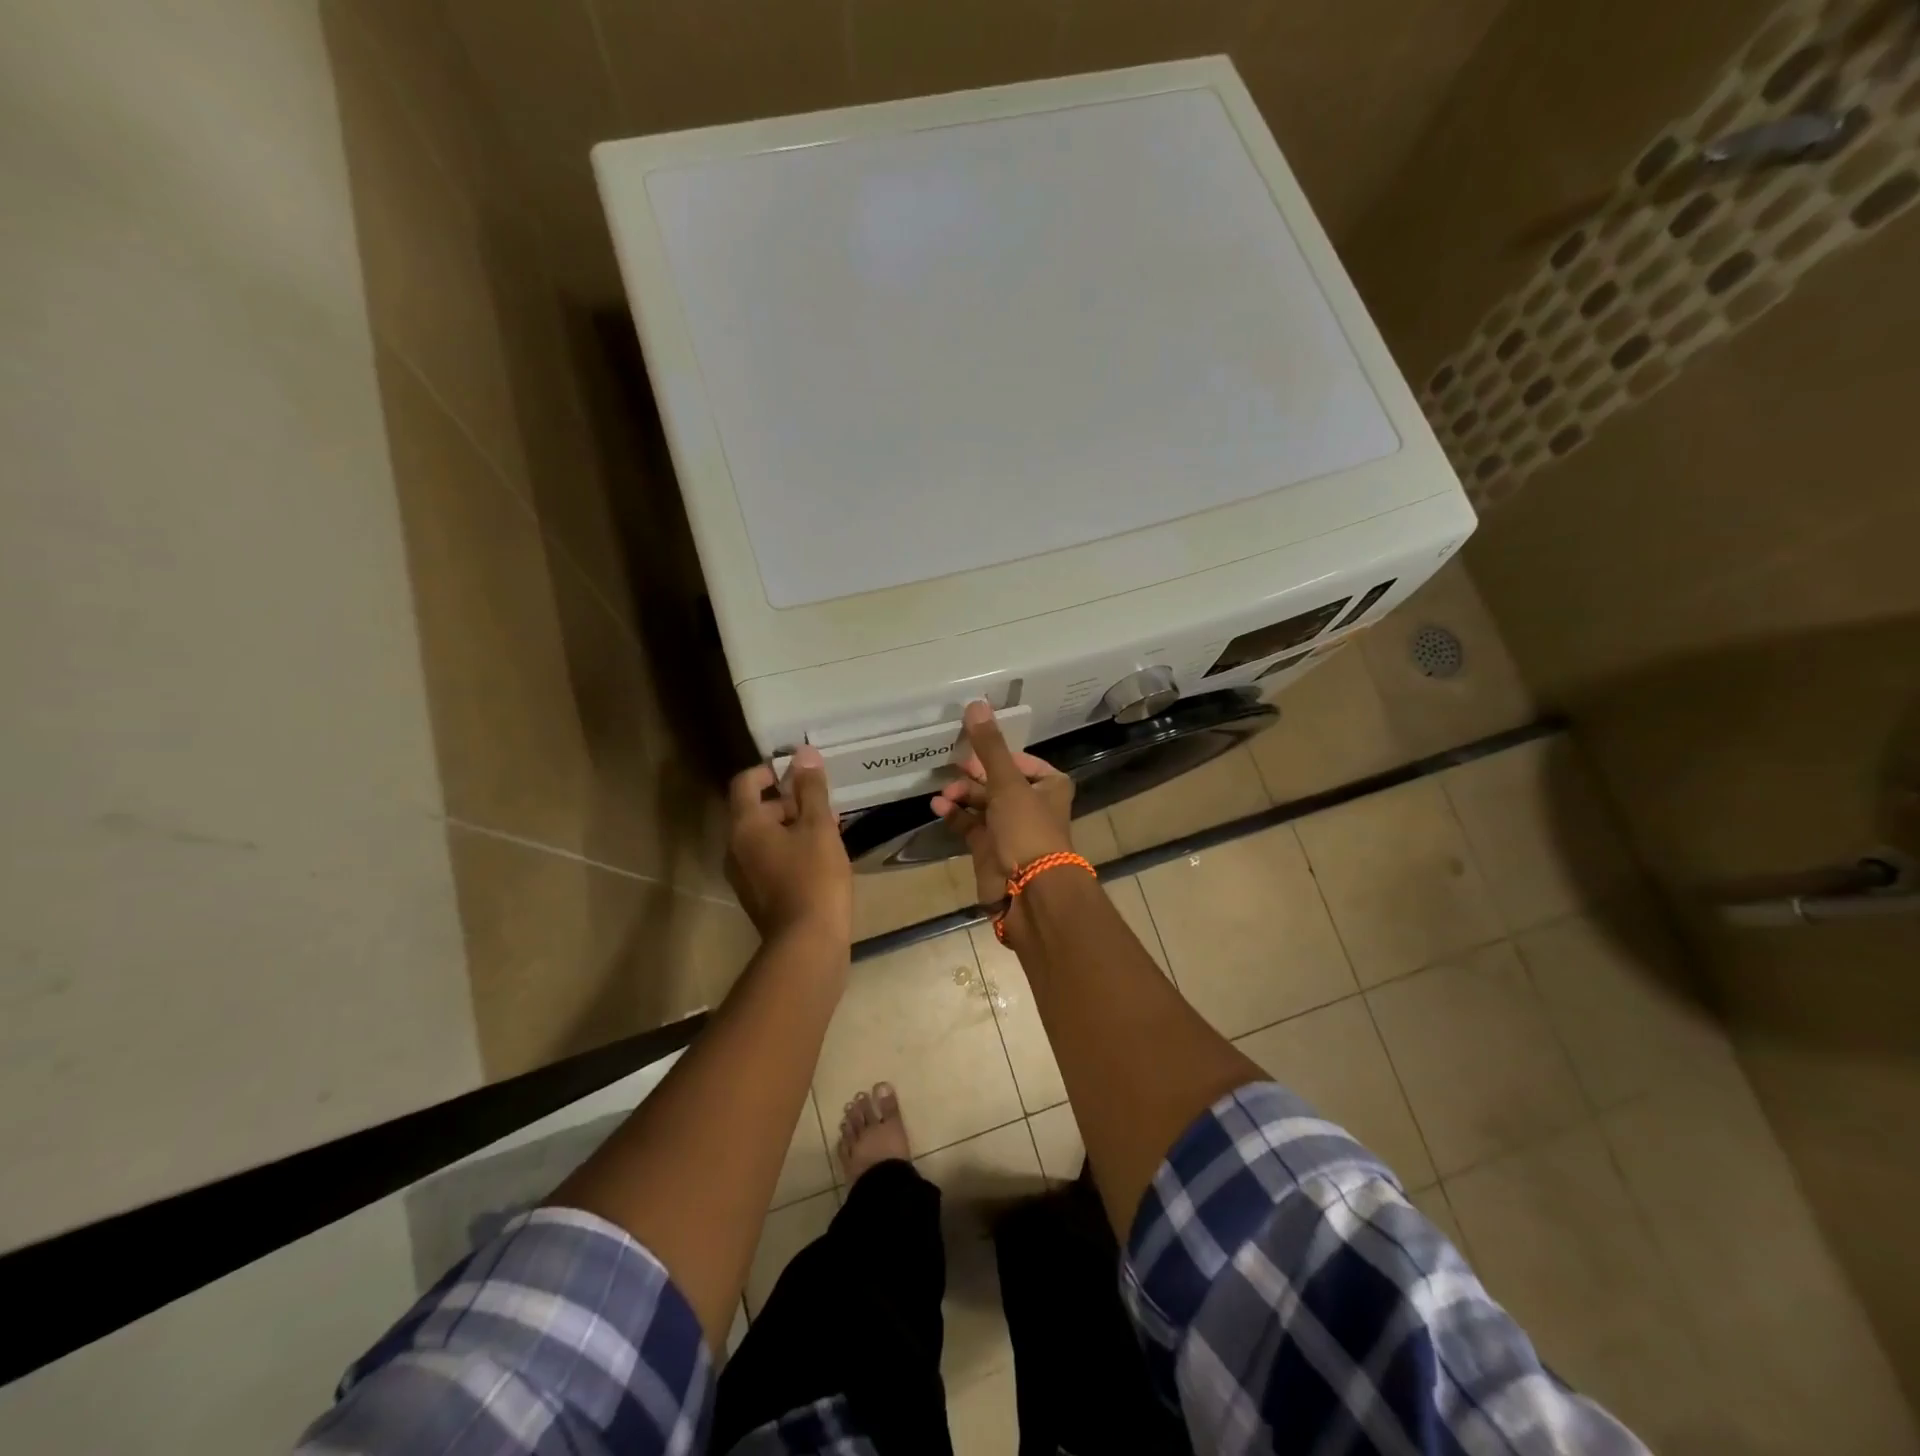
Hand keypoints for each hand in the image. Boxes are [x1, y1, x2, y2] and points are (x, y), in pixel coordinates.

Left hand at [726, 747, 852, 946]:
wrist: (807, 944)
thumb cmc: (814, 878)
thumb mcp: (819, 827)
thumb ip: (811, 789)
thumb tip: (804, 753)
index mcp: (745, 826)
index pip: (745, 783)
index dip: (769, 771)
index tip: (799, 772)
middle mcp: (735, 848)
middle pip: (755, 810)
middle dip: (788, 801)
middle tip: (822, 805)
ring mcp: (743, 875)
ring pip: (763, 837)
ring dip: (791, 826)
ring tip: (827, 831)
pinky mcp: (756, 896)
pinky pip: (768, 860)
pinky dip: (789, 850)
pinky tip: (820, 859)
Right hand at [930, 702, 1074, 904]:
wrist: (1029, 892)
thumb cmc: (1028, 830)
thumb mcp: (1008, 783)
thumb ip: (989, 746)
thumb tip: (976, 703)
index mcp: (1049, 785)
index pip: (1020, 760)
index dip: (996, 753)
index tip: (971, 747)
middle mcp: (1032, 805)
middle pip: (997, 781)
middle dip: (973, 774)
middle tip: (952, 767)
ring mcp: (1010, 829)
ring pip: (981, 803)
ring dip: (961, 794)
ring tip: (943, 792)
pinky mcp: (990, 850)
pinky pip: (969, 826)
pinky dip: (955, 815)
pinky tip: (938, 807)